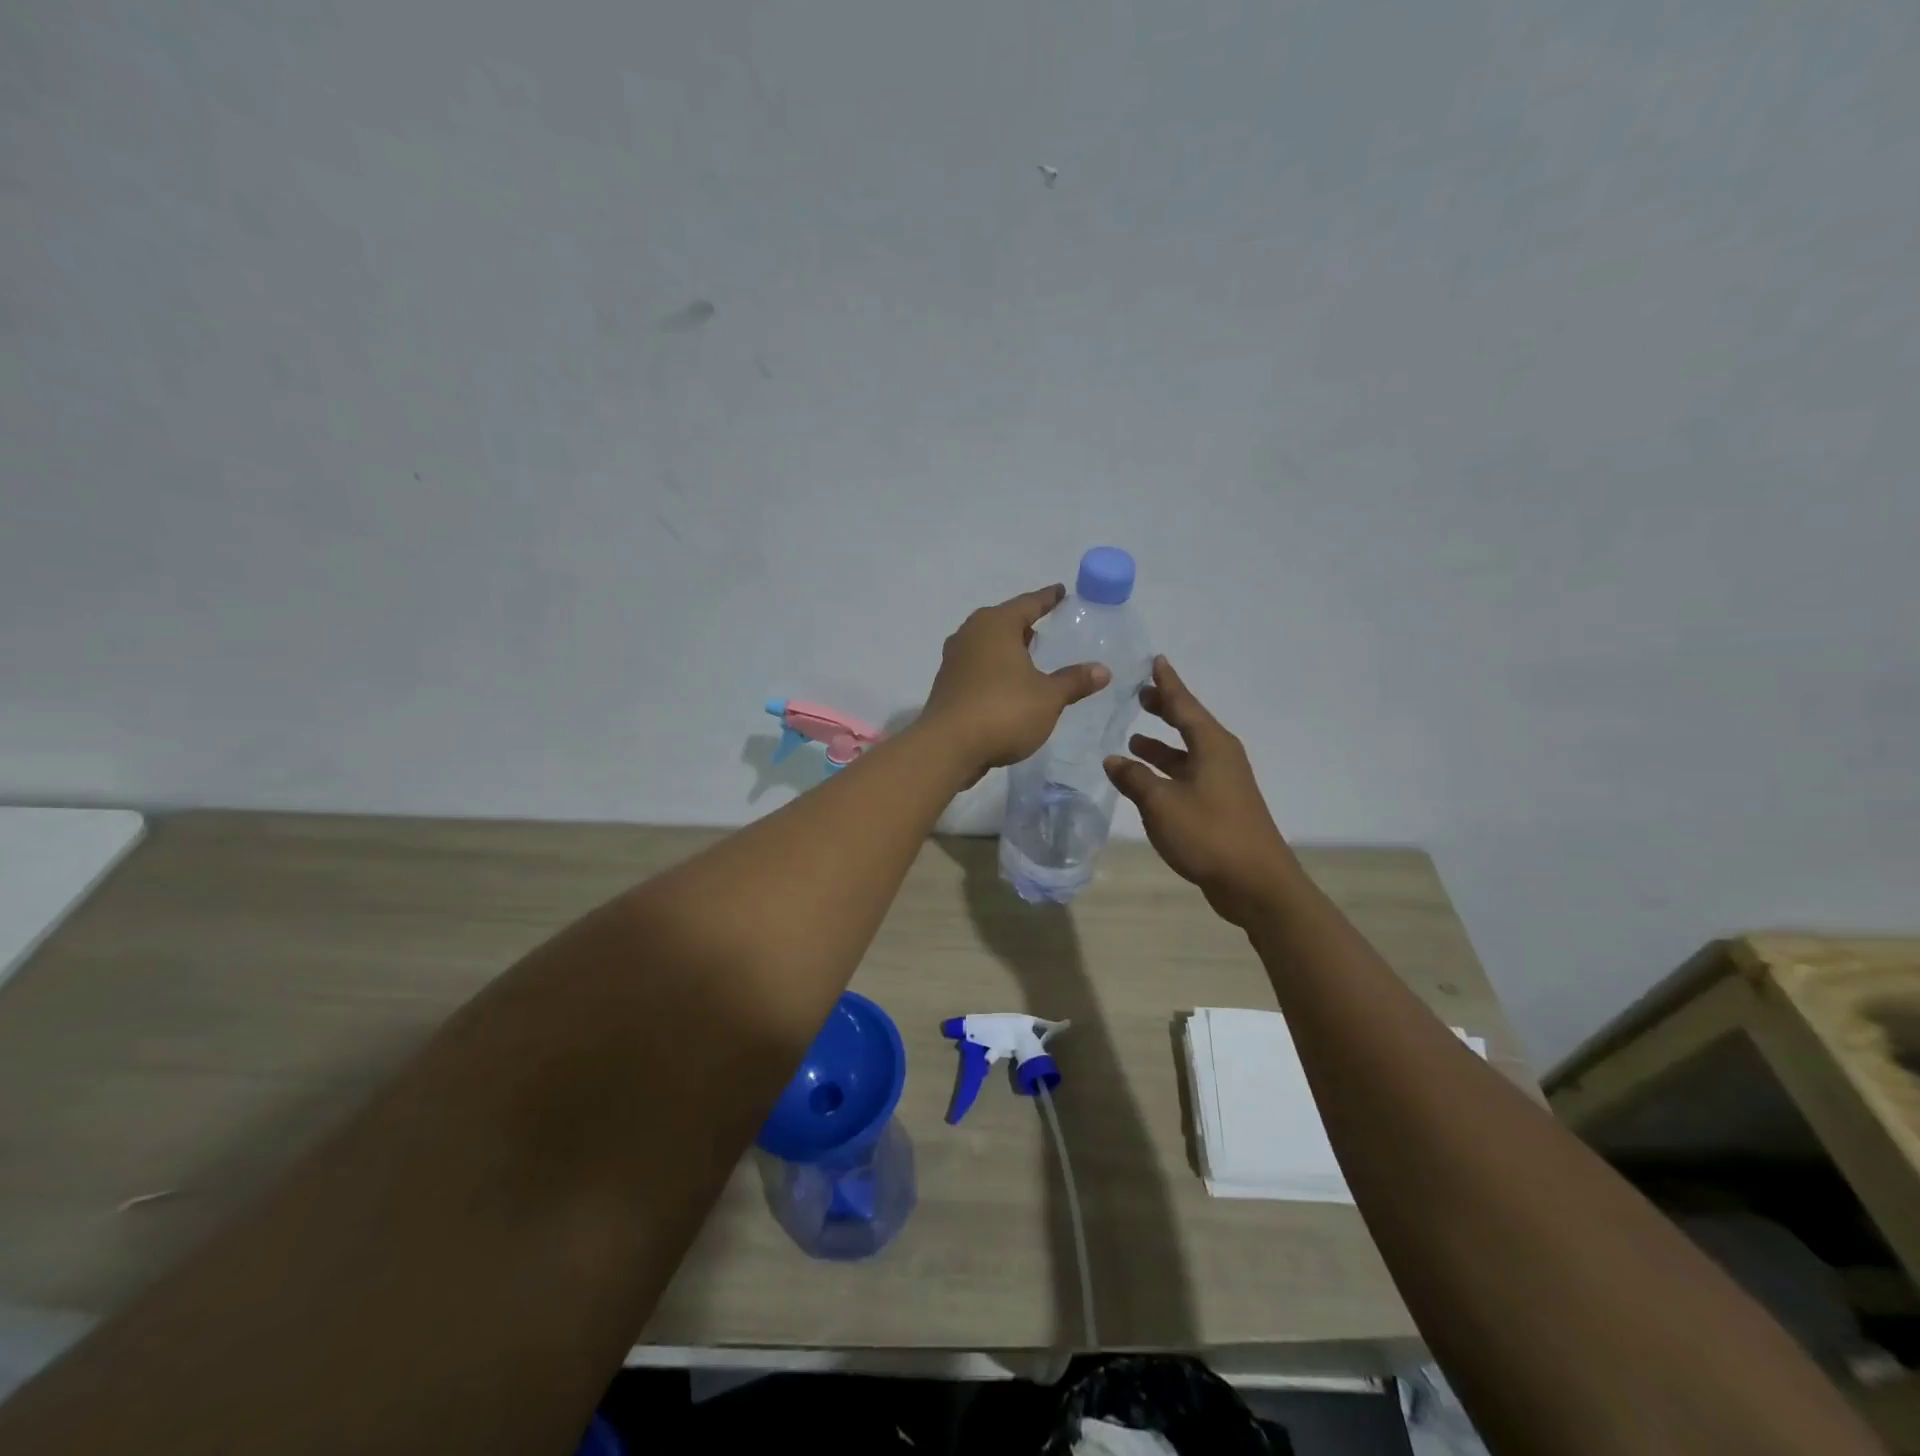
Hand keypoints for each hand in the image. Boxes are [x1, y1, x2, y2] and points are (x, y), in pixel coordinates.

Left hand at [922, 585, 1109, 773]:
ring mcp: (954, 660)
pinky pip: (977, 666)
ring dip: (1006, 647)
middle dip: (1023, 623)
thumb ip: (1074, 681)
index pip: (1028, 603)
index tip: (1060, 591)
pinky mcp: (947, 685)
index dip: (1047, 598)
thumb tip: (1102, 670)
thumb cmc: (1003, 711)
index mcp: (996, 625)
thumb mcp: (1048, 697)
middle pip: (1003, 621)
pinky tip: (1007, 683)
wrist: (947, 748)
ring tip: (1028, 654)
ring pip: (987, 644)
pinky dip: (994, 668)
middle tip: (1044, 625)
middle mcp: (970, 634)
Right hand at [1104, 657, 1295, 925]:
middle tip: (1140, 696)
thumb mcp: (1161, 804)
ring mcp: (1223, 782)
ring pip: (1187, 753)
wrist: (1255, 882)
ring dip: (1162, 745)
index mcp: (1212, 746)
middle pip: (1189, 725)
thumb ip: (1135, 778)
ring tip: (1134, 739)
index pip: (1184, 705)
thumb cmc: (1208, 834)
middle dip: (1165, 710)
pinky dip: (1167, 770)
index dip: (1168, 683)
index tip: (1156, 660)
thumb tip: (1114, 759)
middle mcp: (1221, 757)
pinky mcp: (1220, 805)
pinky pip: (1188, 775)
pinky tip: (1147, 780)